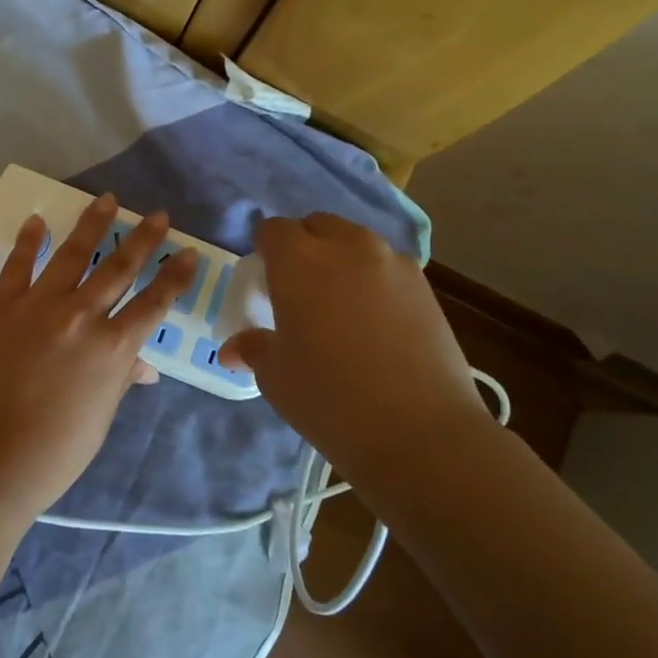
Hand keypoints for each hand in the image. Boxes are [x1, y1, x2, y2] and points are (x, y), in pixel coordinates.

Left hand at [0, 195, 197, 522]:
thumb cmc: (58, 450)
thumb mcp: (102, 414)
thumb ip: (122, 378)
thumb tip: (144, 366)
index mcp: (114, 347)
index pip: (155, 302)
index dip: (175, 276)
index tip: (188, 253)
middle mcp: (82, 316)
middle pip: (120, 267)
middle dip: (144, 239)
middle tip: (159, 215)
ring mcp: (39, 306)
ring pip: (74, 254)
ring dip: (93, 224)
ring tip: (107, 200)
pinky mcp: (2, 307)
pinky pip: (18, 266)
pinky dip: (29, 242)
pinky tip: (38, 221)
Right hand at [219, 213, 491, 473]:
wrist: (419, 432)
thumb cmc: (330, 399)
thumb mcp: (276, 377)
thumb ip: (253, 349)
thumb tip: (233, 349)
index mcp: (298, 261)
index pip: (274, 229)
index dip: (266, 250)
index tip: (265, 279)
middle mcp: (346, 247)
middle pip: (317, 225)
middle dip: (304, 245)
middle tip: (299, 289)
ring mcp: (392, 262)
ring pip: (356, 242)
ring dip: (341, 258)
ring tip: (340, 303)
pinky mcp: (424, 285)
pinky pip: (387, 266)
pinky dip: (374, 279)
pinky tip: (375, 321)